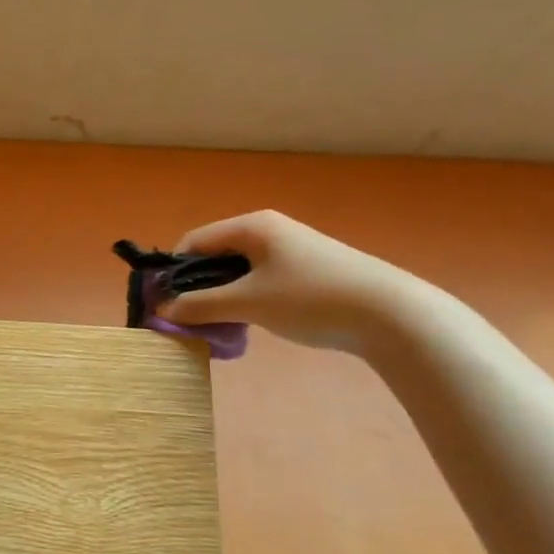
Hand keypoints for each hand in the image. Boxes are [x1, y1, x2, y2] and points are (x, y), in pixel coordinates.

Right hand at [156, 210, 425, 352]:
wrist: (390, 314)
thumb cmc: (311, 298)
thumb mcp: (249, 303)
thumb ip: (202, 305)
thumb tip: (162, 309)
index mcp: (252, 226)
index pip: (195, 241)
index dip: (173, 271)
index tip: (162, 304)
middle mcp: (269, 230)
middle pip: (215, 256)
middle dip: (197, 287)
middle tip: (188, 320)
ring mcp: (290, 250)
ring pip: (238, 271)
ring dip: (221, 297)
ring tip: (218, 326)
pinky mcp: (306, 271)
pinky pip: (260, 281)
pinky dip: (246, 300)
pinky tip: (249, 323)